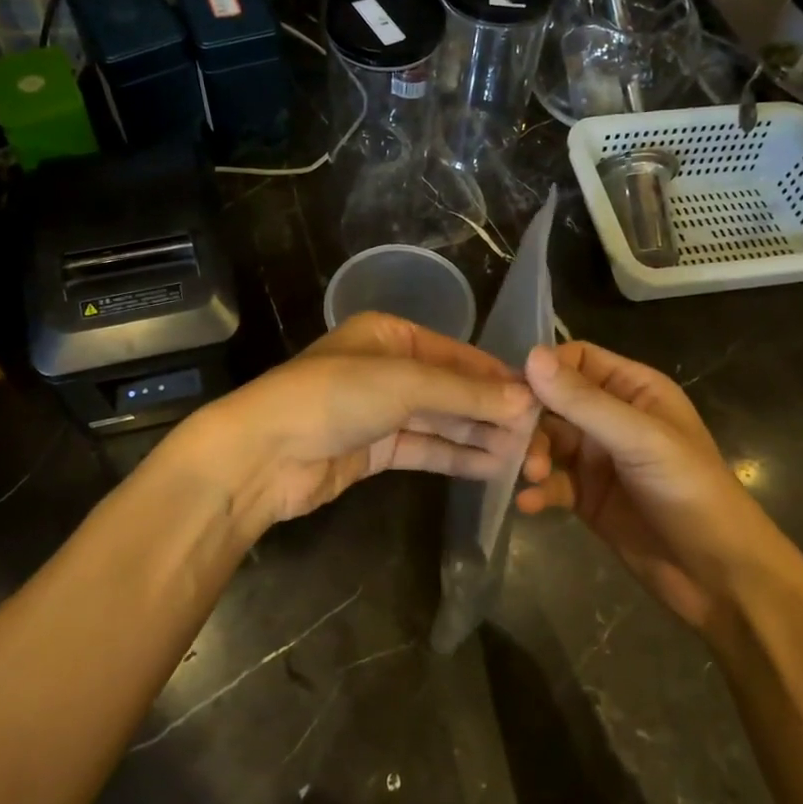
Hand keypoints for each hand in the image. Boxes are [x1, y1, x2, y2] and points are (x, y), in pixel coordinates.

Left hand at [178, 312, 539, 530]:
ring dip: (480, 436)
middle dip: (493, 412)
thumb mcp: (404, 383)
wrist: (262, 455)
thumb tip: (528, 401)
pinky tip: (493, 468)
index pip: (456, 354)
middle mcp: (387, 368)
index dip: (497, 377)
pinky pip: (424, 449)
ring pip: (441, 421)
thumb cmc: (334, 398)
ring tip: (526, 458)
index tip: (540, 400)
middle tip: (539, 438)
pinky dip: (456, 457)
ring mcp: (379, 411)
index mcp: (389, 335)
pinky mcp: (373, 451)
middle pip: (451, 388)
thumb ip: (466, 392)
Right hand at [517, 342, 769, 631]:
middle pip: (555, 400)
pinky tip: (529, 503)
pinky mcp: (587, 497)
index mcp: (635, 390)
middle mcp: (613, 417)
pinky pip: (552, 481)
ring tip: (529, 475)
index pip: (578, 360)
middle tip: (512, 438)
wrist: (721, 577)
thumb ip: (584, 401)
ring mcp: (599, 459)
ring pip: (548, 441)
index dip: (546, 369)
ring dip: (531, 453)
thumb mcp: (640, 439)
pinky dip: (538, 489)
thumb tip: (531, 355)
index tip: (515, 391)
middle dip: (531, 417)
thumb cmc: (692, 492)